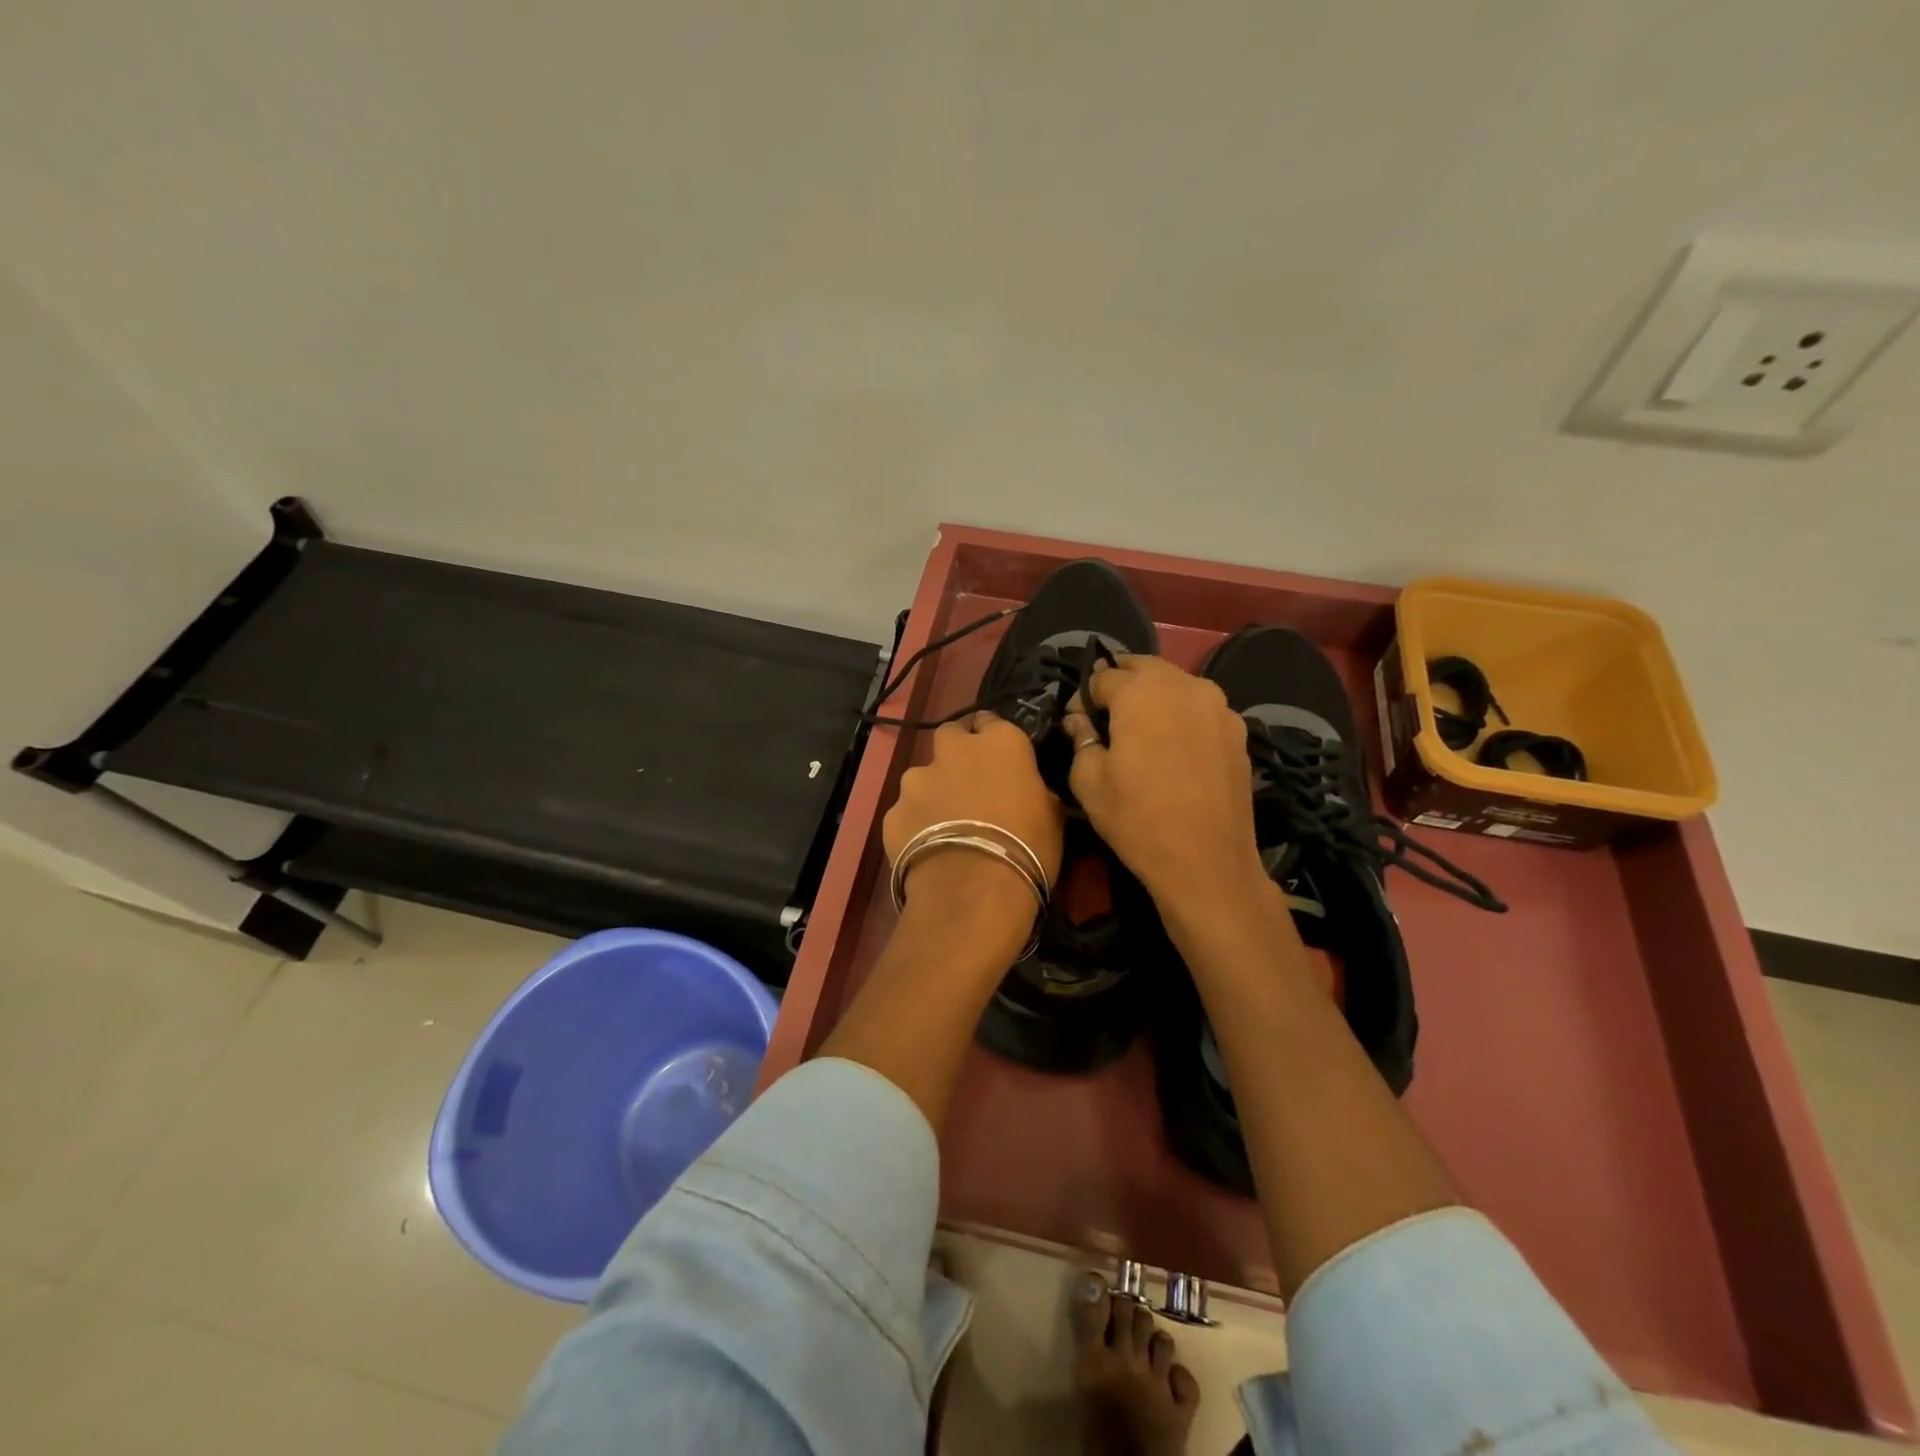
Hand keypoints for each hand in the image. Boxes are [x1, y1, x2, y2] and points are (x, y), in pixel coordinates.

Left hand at [884, 712, 1064, 932]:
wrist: (973, 892)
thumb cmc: (1027, 849)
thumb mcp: (1051, 816)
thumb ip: (1034, 789)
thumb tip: (1027, 790)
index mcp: (1000, 742)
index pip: (992, 722)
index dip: (994, 741)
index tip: (1000, 761)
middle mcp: (954, 750)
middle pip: (951, 735)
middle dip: (957, 753)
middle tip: (969, 785)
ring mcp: (917, 779)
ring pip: (923, 775)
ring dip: (933, 791)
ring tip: (944, 826)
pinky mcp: (893, 810)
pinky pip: (906, 812)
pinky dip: (914, 824)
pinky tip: (926, 850)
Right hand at [1064, 657, 1265, 905]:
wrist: (1207, 862)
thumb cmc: (1137, 818)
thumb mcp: (1089, 780)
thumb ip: (1081, 738)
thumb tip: (1079, 720)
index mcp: (1142, 691)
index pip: (1102, 677)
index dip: (1083, 698)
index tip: (1077, 724)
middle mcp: (1184, 685)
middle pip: (1143, 668)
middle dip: (1120, 684)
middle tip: (1106, 717)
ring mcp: (1218, 706)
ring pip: (1176, 685)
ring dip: (1153, 697)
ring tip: (1140, 730)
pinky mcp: (1238, 731)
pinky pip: (1200, 709)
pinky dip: (1181, 716)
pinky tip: (1173, 748)